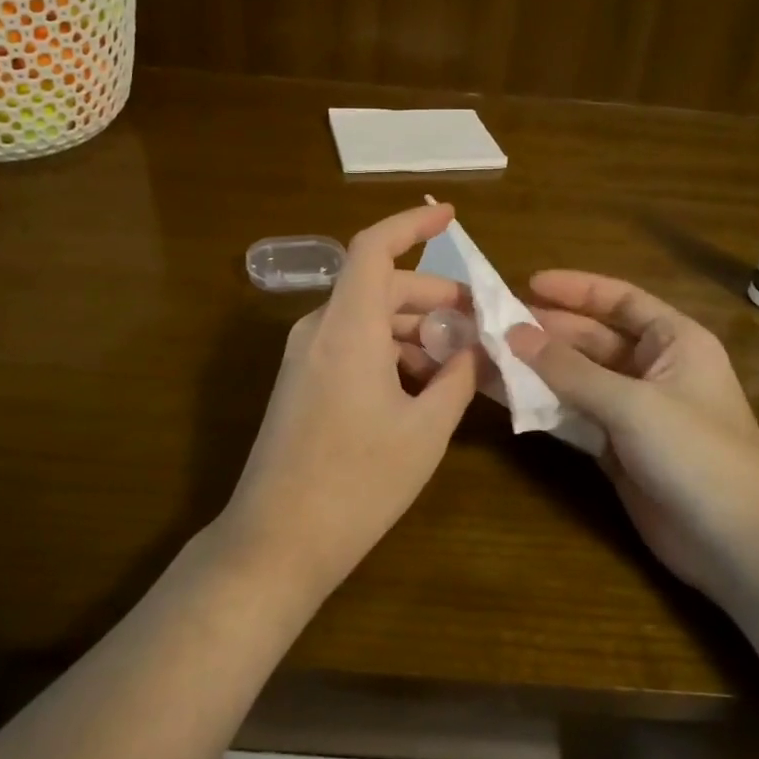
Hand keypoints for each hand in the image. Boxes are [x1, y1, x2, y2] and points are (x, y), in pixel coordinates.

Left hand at [219, 203, 477, 602]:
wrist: (276, 541)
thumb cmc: (357, 483)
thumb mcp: (424, 431)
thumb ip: (455, 379)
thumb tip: (477, 348)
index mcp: (347, 328)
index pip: (373, 249)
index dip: (411, 226)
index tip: (450, 216)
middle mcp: (319, 330)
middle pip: (381, 288)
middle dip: (434, 298)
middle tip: (482, 323)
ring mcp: (305, 357)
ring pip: (368, 320)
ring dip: (415, 330)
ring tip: (461, 361)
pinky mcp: (301, 383)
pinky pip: (351, 346)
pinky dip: (390, 352)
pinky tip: (423, 386)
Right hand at [506, 271, 758, 599]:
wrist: (738, 545)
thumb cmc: (696, 453)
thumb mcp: (632, 403)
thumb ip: (569, 370)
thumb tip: (513, 333)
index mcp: (675, 342)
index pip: (620, 300)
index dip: (576, 289)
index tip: (528, 284)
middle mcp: (654, 369)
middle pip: (593, 339)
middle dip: (547, 332)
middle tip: (495, 325)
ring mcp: (634, 411)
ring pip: (578, 379)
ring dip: (538, 370)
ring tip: (488, 356)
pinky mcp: (618, 448)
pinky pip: (574, 416)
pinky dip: (544, 407)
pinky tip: (507, 397)